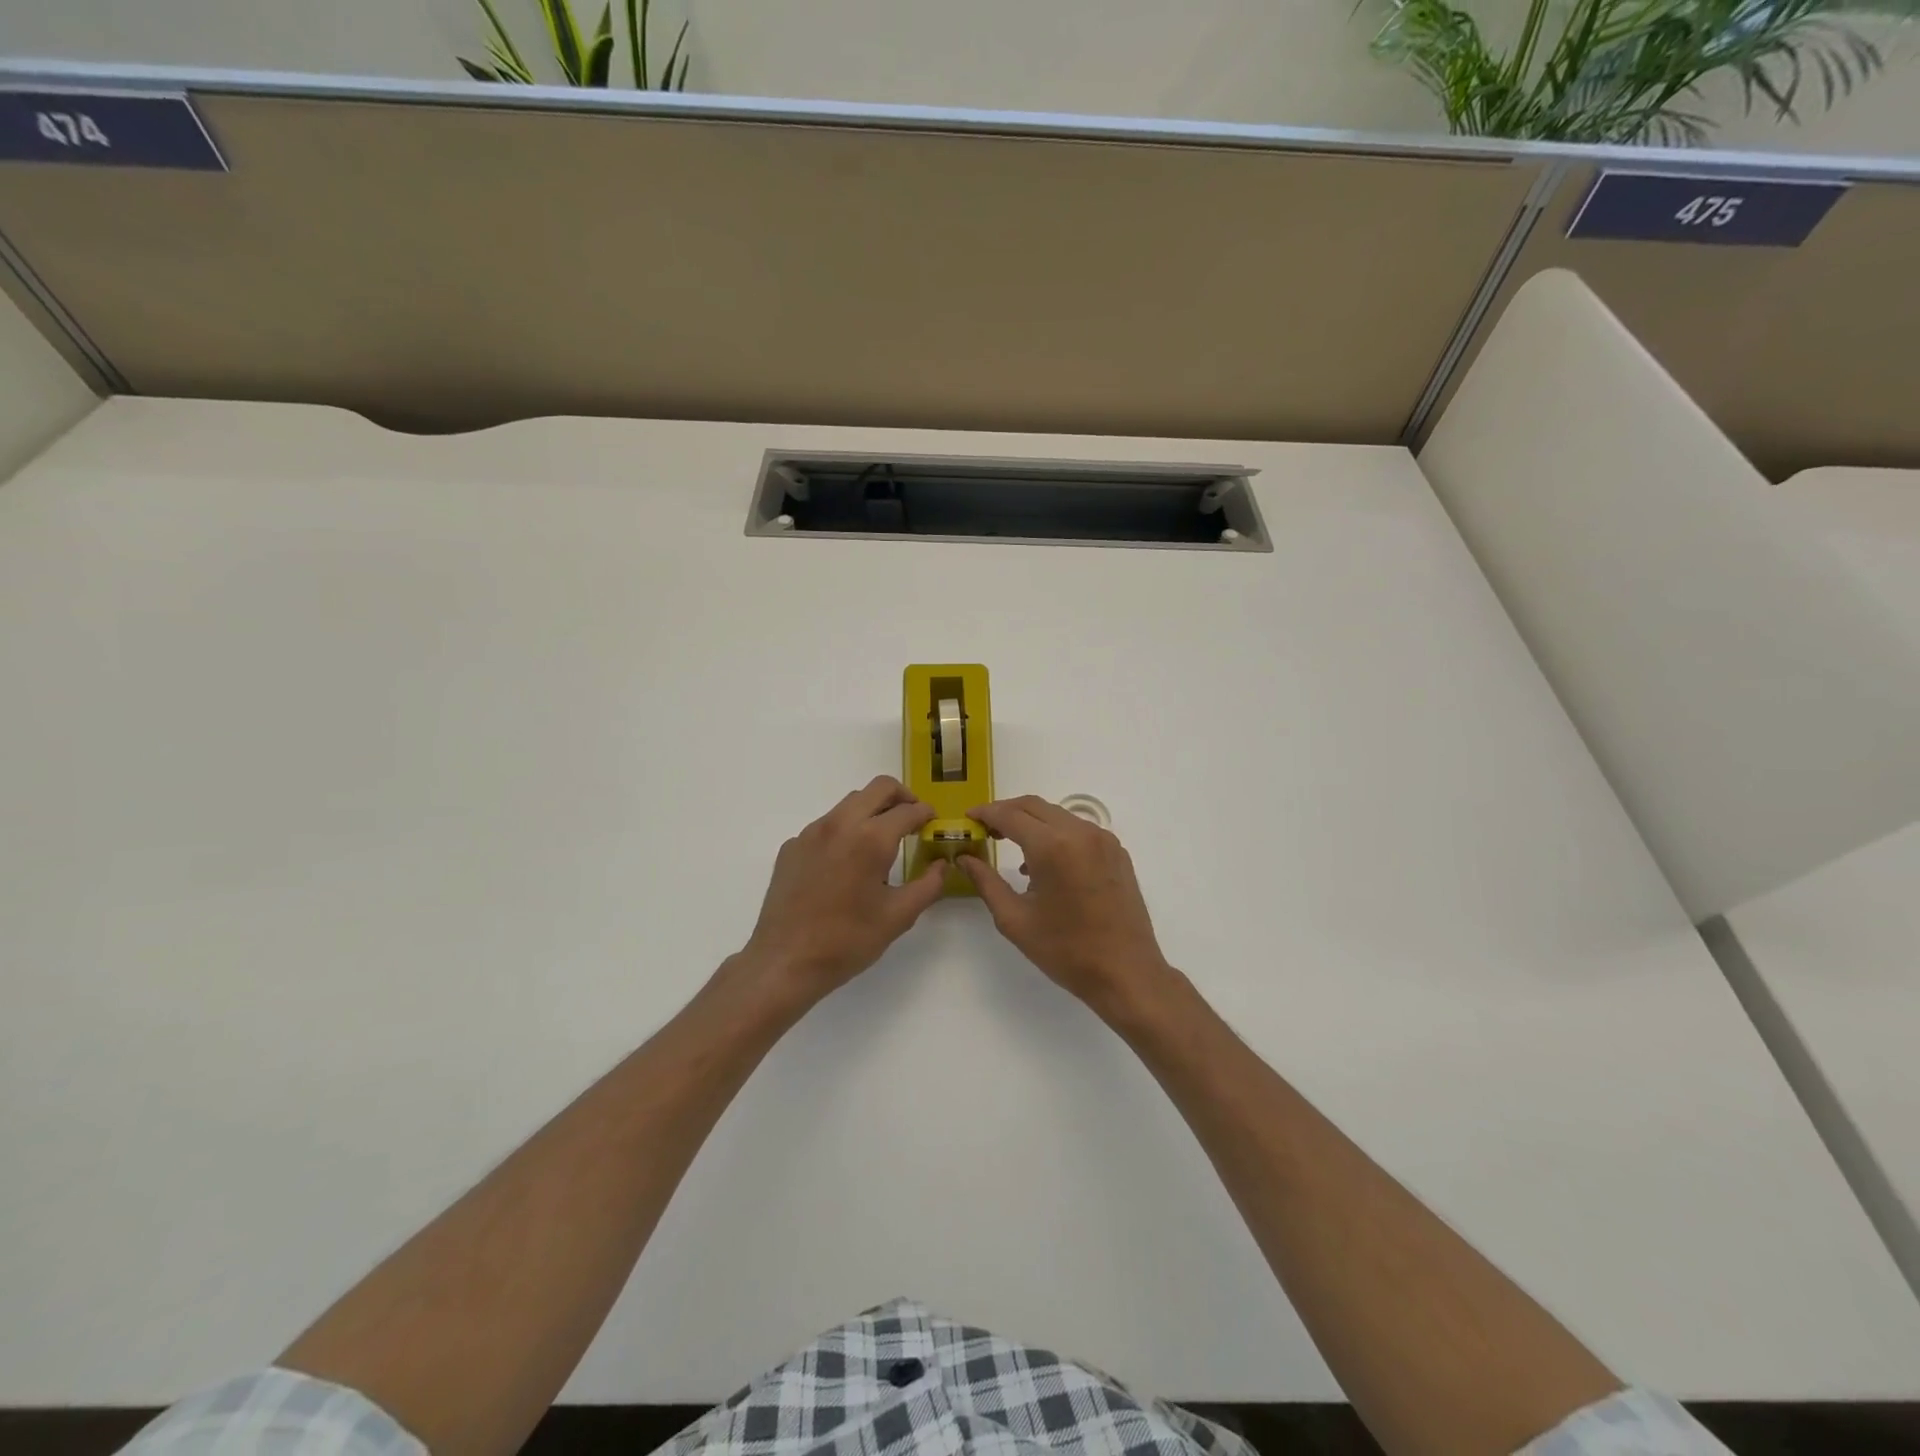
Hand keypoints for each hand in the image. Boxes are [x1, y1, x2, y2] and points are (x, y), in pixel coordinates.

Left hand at [740, 776, 950, 1004]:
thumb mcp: (898, 916)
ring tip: (881, 843)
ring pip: (850, 803)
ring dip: (872, 811)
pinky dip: (845, 832)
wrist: (784, 961)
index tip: (934, 822)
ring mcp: (811, 833)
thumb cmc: (847, 940)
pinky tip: (845, 865)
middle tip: (913, 819)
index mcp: (870, 839)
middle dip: (902, 797)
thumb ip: (928, 885)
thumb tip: (941, 864)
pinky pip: (826, 826)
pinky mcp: (792, 846)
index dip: (926, 813)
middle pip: (878, 788)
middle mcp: (840, 824)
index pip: (908, 810)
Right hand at [960, 797, 1173, 1011]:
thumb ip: (986, 882)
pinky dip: (1055, 833)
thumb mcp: (1015, 920)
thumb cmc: (1066, 951)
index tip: (968, 818)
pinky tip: (1044, 862)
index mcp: (1053, 846)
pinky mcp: (1116, 852)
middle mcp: (1080, 832)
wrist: (1126, 973)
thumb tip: (964, 859)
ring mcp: (1103, 840)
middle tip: (985, 828)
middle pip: (1034, 806)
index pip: (1010, 815)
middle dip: (1006, 811)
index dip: (985, 813)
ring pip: (1058, 815)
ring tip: (1010, 844)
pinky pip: (1078, 830)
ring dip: (1031, 821)